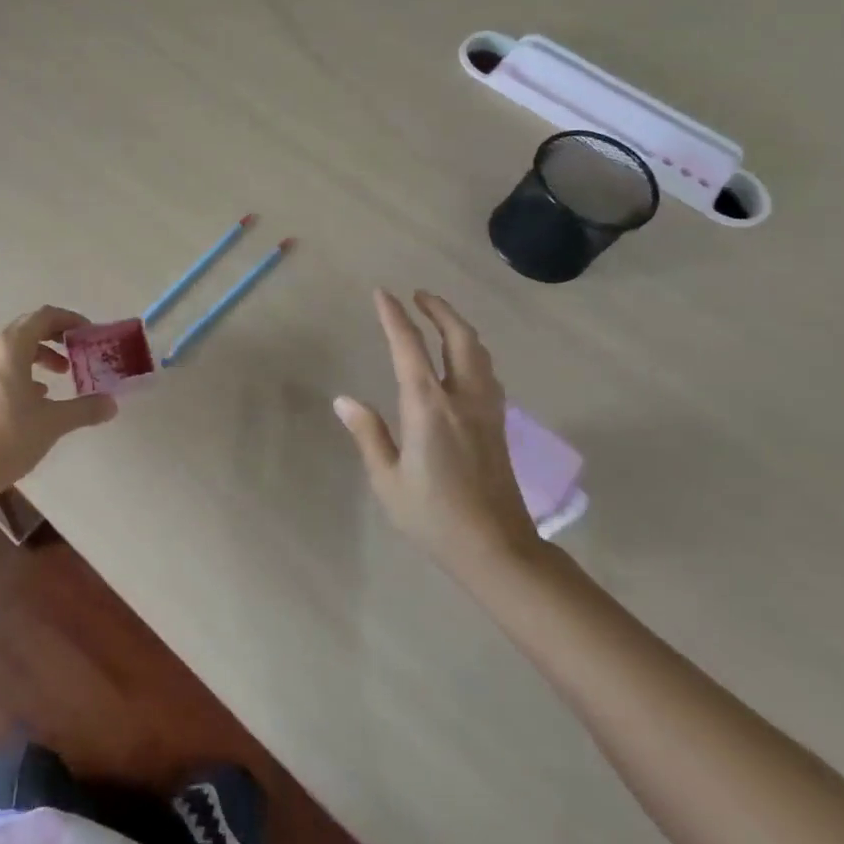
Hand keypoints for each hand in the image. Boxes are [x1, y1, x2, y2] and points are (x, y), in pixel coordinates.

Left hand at [0, 306, 119, 497]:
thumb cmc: (10, 437)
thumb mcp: (54, 422)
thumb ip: (85, 408)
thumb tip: (112, 404)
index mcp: (9, 347)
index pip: (44, 316)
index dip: (69, 320)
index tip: (88, 333)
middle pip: (26, 328)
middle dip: (54, 337)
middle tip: (77, 351)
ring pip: (11, 347)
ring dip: (37, 355)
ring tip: (59, 375)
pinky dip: (19, 369)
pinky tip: (34, 395)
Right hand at [334, 289, 543, 581]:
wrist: (498, 550)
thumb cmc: (435, 517)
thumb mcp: (388, 480)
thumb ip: (369, 434)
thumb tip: (345, 400)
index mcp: (429, 407)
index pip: (409, 348)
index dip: (394, 317)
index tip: (383, 293)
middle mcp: (462, 399)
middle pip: (459, 339)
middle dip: (439, 310)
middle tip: (420, 295)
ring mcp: (486, 411)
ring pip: (479, 353)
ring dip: (459, 328)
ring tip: (441, 318)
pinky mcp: (498, 425)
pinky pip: (487, 373)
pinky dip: (472, 352)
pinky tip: (464, 361)